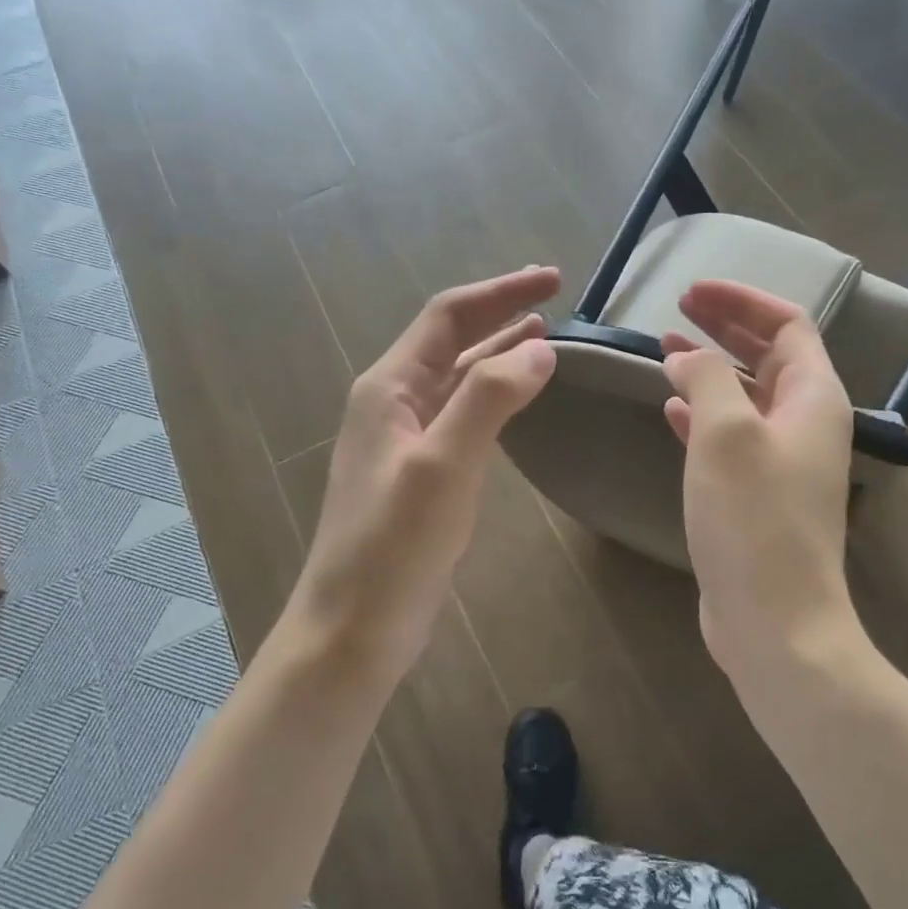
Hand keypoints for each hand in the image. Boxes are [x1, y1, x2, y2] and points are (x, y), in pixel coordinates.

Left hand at [288, 267, 560, 683]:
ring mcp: (405, 439)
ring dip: (497, 352)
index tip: (554, 280)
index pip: (449, 316)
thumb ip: (490, 399)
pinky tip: (515, 397)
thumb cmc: (393, 545)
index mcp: (389, 387)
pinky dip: (492, 394)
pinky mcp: (420, 472)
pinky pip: (461, 414)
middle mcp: (393, 402)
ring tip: (542, 336)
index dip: (501, 291)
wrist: (353, 628)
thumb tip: (541, 347)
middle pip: (452, 340)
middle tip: (553, 298)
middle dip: (500, 313)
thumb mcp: (444, 465)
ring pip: (457, 377)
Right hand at [662, 281, 864, 673]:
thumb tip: (687, 355)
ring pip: (746, 395)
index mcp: (814, 398)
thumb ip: (707, 378)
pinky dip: (702, 414)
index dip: (740, 300)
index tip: (691, 292)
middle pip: (768, 356)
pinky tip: (670, 409)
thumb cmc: (754, 518)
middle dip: (723, 328)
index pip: (787, 325)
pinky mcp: (756, 493)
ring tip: (663, 350)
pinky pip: (730, 436)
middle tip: (675, 310)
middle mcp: (805, 423)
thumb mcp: (725, 433)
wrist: (774, 619)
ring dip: (709, 368)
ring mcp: (782, 461)